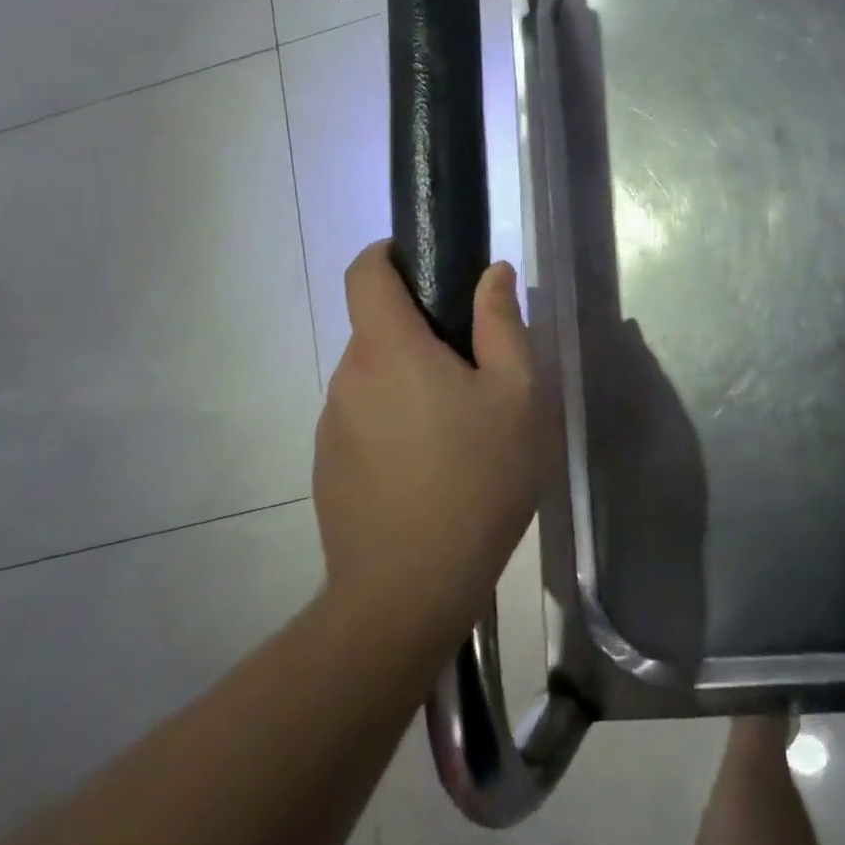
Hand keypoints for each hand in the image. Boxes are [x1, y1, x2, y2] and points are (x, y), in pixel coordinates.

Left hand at [313, 243, 544, 628]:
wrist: (409, 591)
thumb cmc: (477, 479)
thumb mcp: (516, 395)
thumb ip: (502, 324)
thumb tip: (492, 273)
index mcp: (389, 348)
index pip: (364, 272)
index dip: (388, 254)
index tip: (425, 265)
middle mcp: (348, 377)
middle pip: (377, 327)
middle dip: (421, 332)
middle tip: (475, 372)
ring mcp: (331, 425)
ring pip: (374, 377)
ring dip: (411, 382)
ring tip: (459, 429)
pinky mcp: (328, 466)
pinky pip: (364, 419)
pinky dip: (394, 421)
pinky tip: (431, 468)